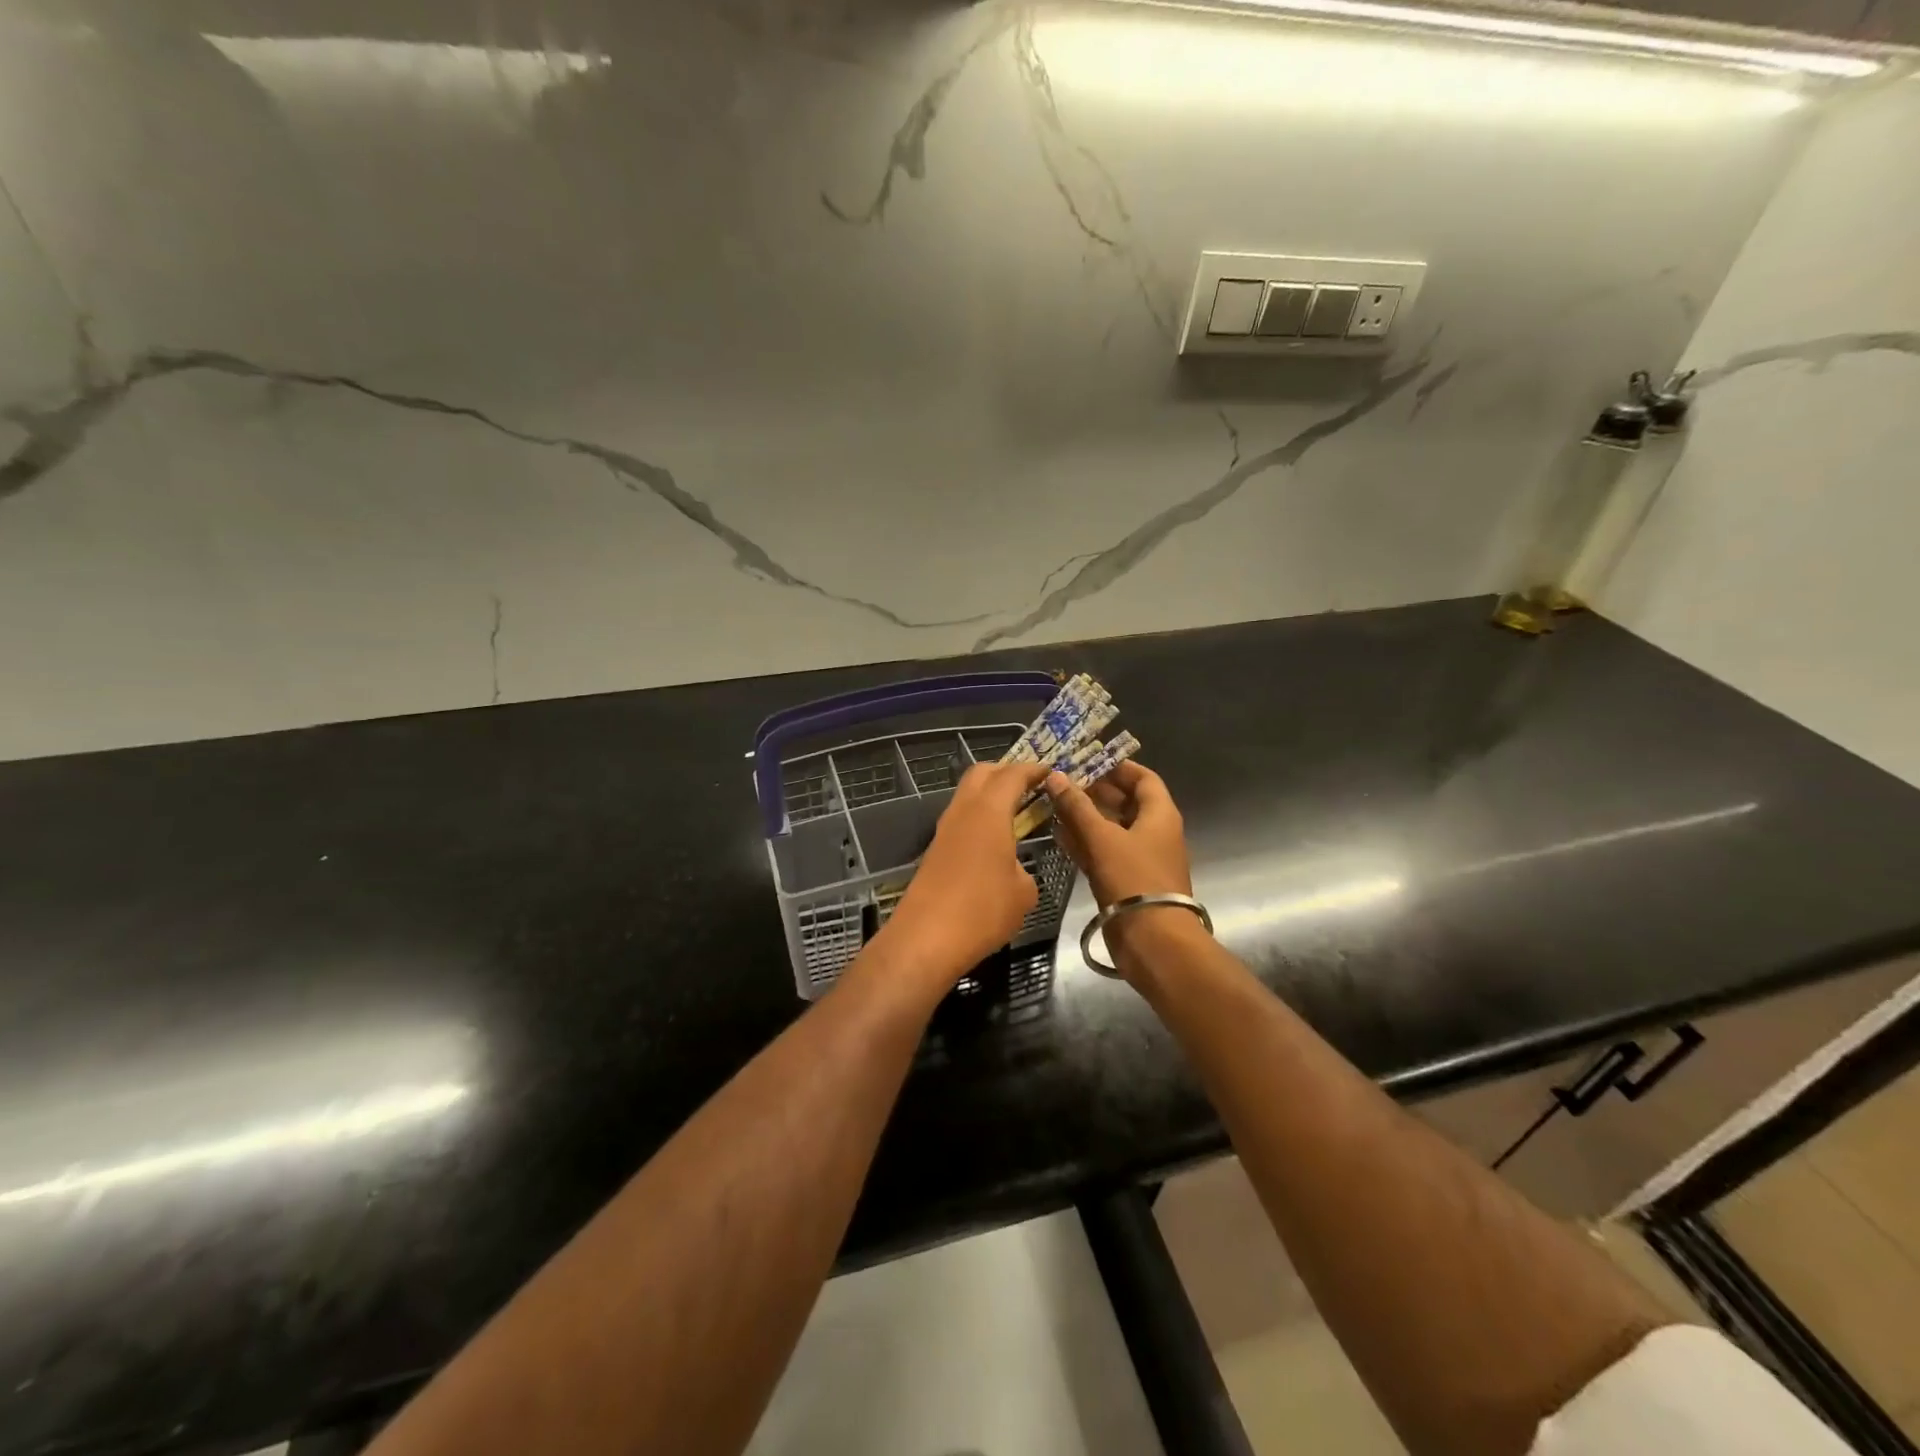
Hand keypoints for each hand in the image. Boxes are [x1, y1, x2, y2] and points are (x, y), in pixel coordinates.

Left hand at [877, 761, 1049, 988]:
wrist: (925, 939)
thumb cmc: (982, 910)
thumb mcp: (1023, 892)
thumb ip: (1023, 869)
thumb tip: (1013, 869)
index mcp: (988, 811)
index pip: (1012, 775)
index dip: (1033, 770)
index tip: (1050, 771)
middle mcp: (963, 811)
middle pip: (981, 773)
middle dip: (1006, 772)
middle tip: (1031, 785)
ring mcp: (944, 830)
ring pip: (967, 795)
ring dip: (990, 795)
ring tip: (1016, 811)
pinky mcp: (935, 850)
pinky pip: (961, 819)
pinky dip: (979, 817)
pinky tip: (995, 839)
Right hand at [1045, 762, 1195, 969]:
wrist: (1153, 941)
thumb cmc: (1133, 879)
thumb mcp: (1102, 838)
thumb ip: (1077, 807)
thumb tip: (1056, 776)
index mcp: (1160, 815)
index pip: (1143, 778)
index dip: (1118, 767)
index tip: (1088, 760)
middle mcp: (1154, 833)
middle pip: (1125, 802)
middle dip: (1095, 792)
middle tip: (1062, 782)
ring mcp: (1140, 859)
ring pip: (1111, 829)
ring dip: (1085, 818)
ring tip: (1054, 805)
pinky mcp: (1126, 881)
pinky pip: (1104, 853)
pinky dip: (1085, 843)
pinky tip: (1059, 836)